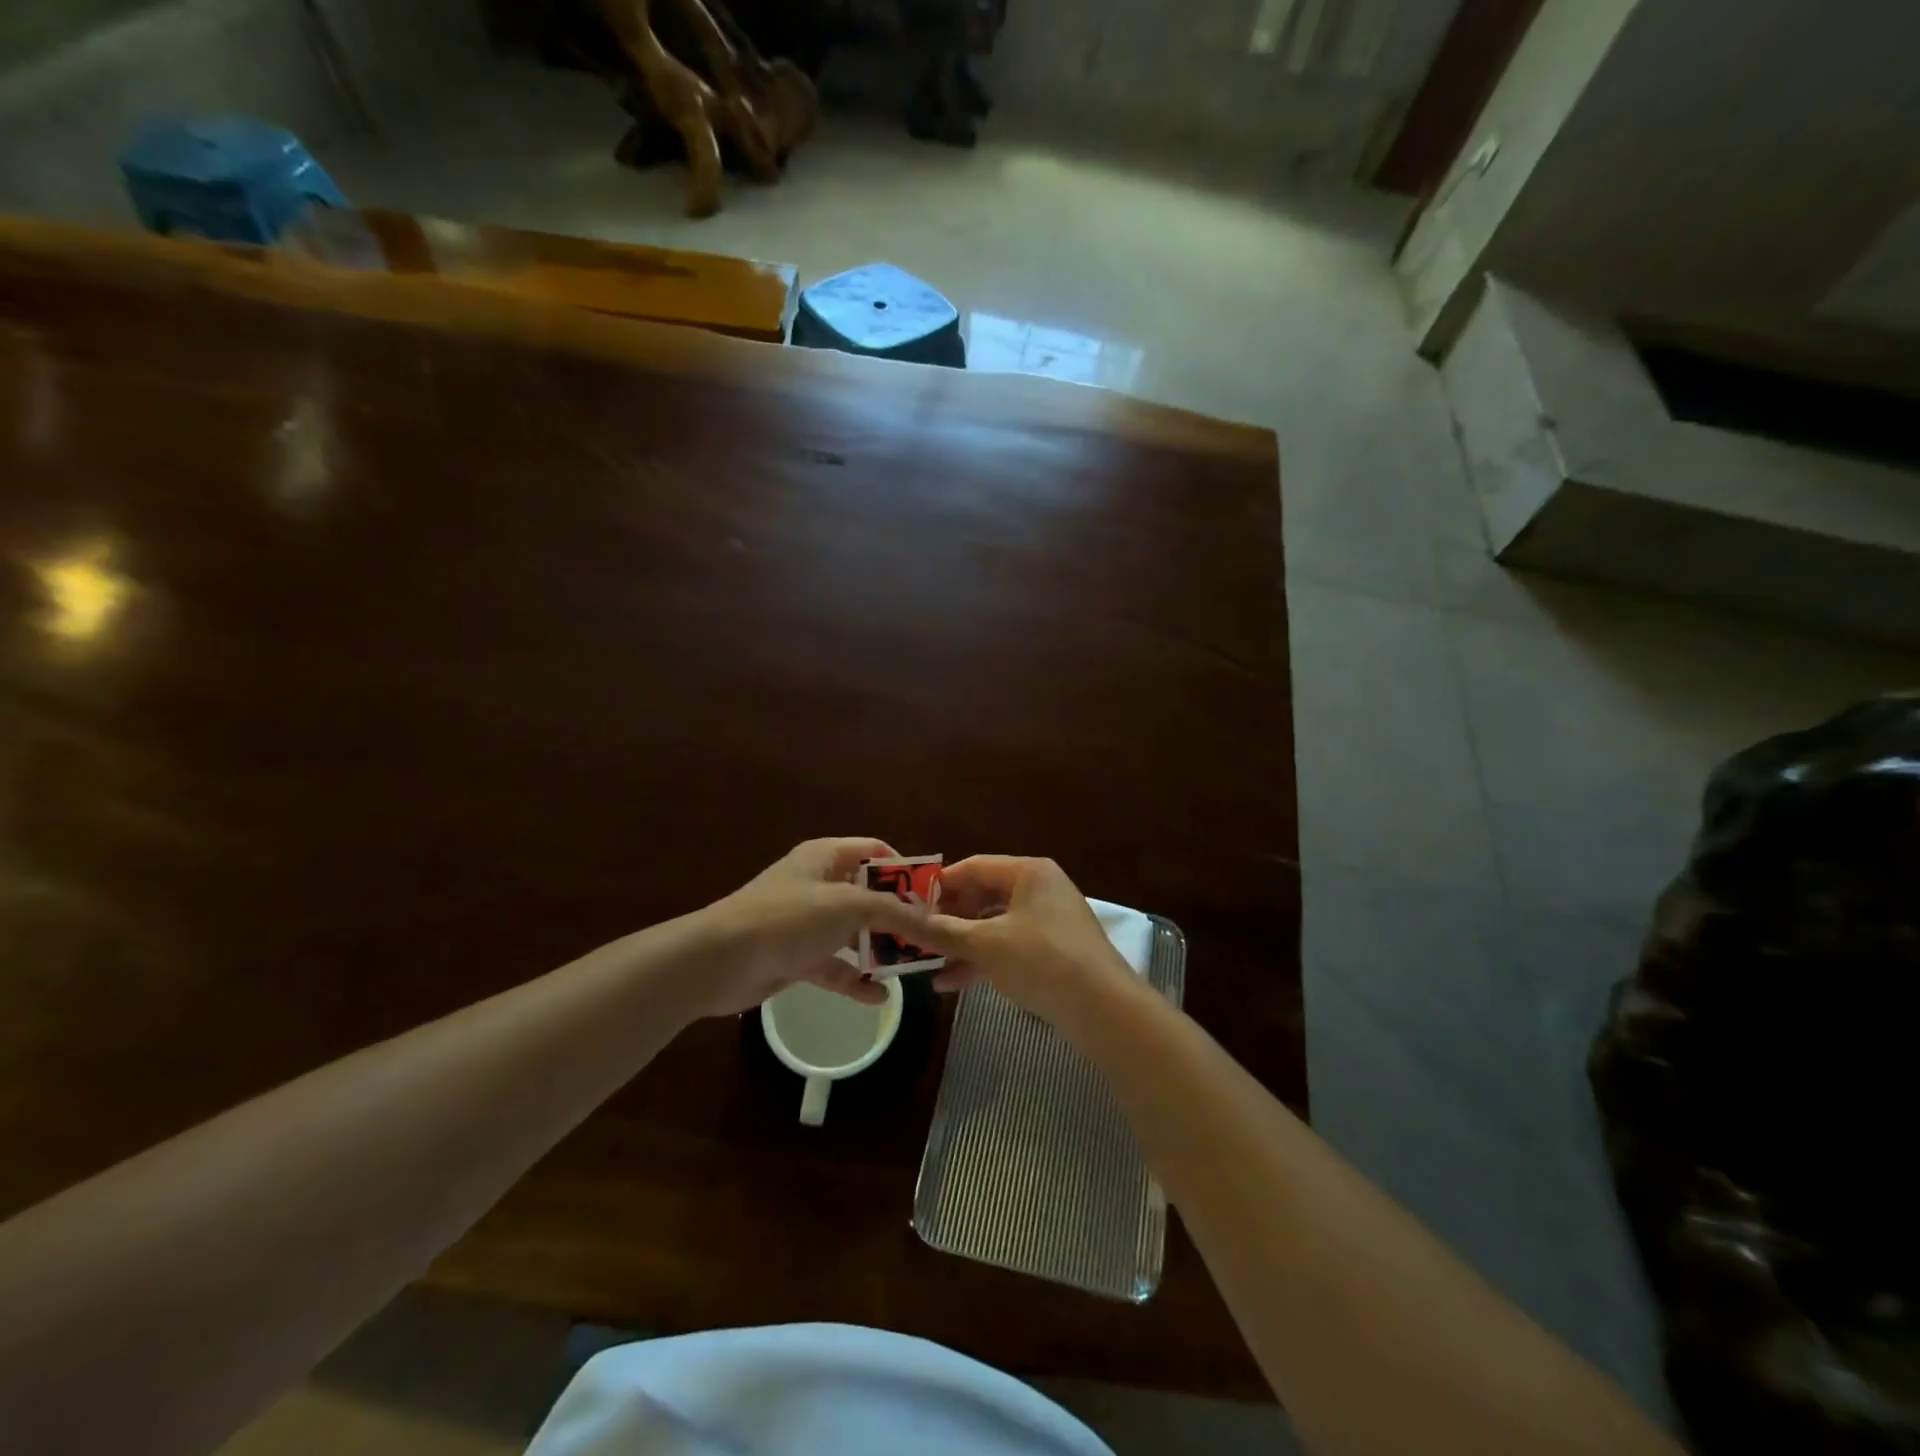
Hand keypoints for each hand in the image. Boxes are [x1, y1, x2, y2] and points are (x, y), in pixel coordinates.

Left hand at [685, 838, 932, 1018]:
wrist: (721, 960)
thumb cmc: (789, 918)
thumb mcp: (849, 906)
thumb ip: (893, 912)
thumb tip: (931, 919)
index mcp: (827, 856)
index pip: (876, 851)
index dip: (905, 870)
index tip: (932, 896)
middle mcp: (818, 883)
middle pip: (868, 894)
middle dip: (897, 916)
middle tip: (929, 938)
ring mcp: (806, 922)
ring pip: (853, 932)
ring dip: (879, 949)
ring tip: (911, 968)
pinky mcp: (796, 957)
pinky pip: (834, 964)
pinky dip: (854, 978)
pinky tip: (879, 996)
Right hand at [911, 856, 1133, 1027]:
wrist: (1104, 1009)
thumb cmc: (1042, 960)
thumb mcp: (986, 945)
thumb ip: (943, 932)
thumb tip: (904, 922)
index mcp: (1028, 872)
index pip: (973, 867)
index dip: (939, 885)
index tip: (908, 906)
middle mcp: (1039, 889)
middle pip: (982, 896)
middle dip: (948, 919)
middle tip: (914, 937)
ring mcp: (1047, 921)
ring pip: (992, 925)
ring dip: (960, 944)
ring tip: (926, 965)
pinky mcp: (1051, 952)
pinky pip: (1007, 947)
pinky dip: (981, 960)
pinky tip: (950, 984)